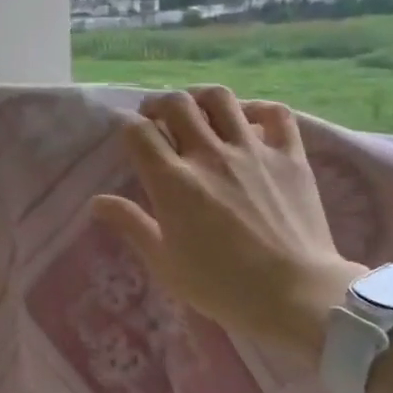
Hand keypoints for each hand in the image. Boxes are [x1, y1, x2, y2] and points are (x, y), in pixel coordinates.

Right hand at [91, 88, 362, 352]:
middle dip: (158, 104)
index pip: (138, 132)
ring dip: (201, 98)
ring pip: (221, 98)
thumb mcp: (164, 262)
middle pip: (176, 104)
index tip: (128, 137)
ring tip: (197, 111)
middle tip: (156, 118)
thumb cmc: (222, 286)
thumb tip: (97, 202)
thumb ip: (131, 225)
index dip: (127, 127)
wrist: (296, 294)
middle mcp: (209, 154)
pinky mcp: (289, 155)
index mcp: (173, 181)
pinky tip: (248, 121)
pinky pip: (275, 114)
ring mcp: (252, 150)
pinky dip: (258, 110)